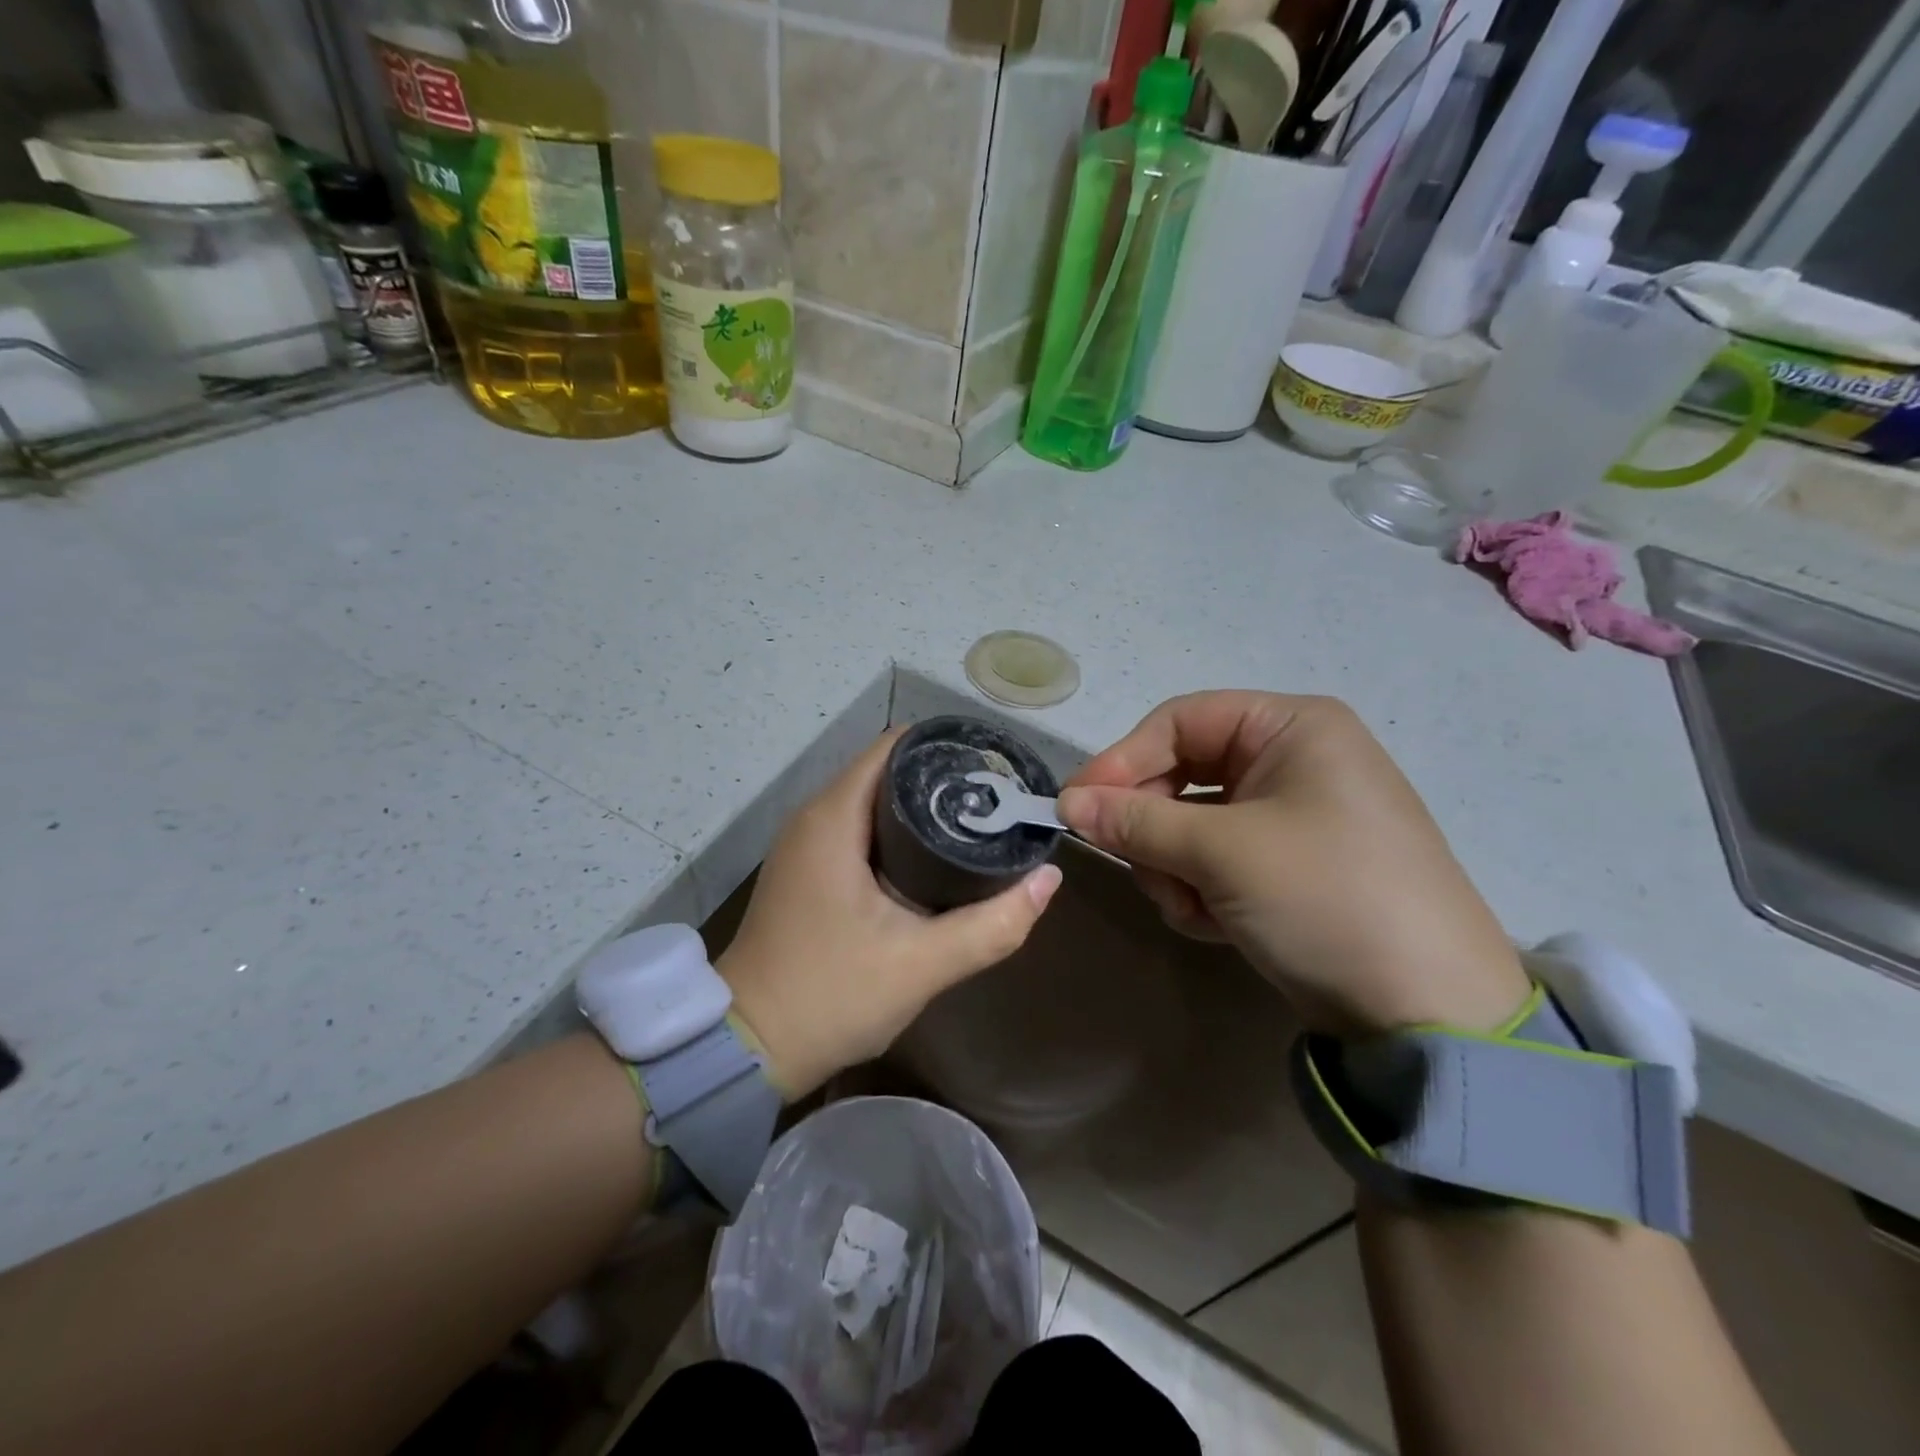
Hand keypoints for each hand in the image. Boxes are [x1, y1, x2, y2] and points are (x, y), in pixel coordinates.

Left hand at [717, 731, 1062, 1097]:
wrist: (749, 1048)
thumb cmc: (830, 995)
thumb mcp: (922, 964)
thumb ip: (993, 924)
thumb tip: (1049, 879)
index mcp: (833, 818)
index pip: (893, 748)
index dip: (944, 749)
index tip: (991, 771)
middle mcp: (814, 818)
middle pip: (886, 772)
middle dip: (940, 781)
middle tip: (995, 803)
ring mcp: (806, 846)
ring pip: (872, 804)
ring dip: (919, 810)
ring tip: (976, 825)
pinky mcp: (807, 873)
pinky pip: (858, 831)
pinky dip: (896, 834)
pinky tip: (933, 860)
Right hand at [1058, 691, 1527, 1036]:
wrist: (1428, 1011)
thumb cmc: (1325, 896)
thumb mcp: (1222, 852)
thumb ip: (1136, 822)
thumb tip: (1067, 803)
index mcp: (1291, 727)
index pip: (1179, 722)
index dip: (1122, 760)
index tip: (1074, 805)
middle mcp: (1291, 760)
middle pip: (1181, 774)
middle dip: (1155, 828)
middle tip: (1136, 866)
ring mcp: (1289, 815)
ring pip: (1190, 823)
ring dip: (1176, 867)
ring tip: (1193, 908)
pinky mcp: (1285, 865)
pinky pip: (1215, 859)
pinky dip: (1202, 889)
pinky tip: (1217, 924)